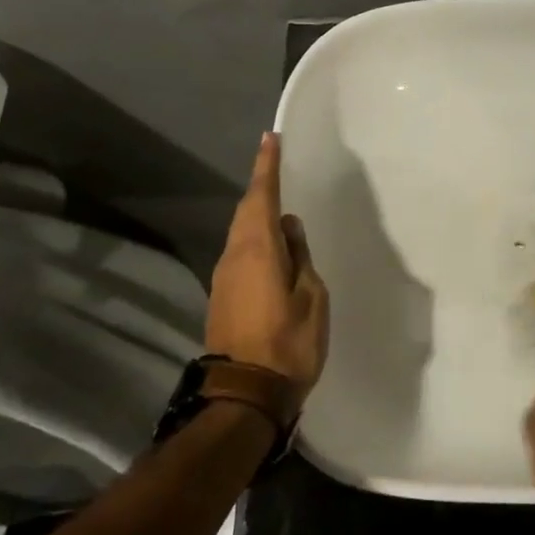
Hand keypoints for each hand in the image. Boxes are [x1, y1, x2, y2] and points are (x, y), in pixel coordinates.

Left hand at [206, 133, 328, 411]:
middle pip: (246, 212)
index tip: (270, 139)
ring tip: (280, 206)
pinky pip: (240, 253)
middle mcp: (233, 256)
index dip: (266, 167)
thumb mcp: (311, 297)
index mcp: (257, 250)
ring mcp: (224, 278)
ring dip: (257, 215)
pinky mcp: (223, 297)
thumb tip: (289, 229)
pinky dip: (255, 239)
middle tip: (277, 167)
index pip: (261, 196)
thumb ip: (300, 258)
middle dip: (261, 188)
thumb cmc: (288, 343)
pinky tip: (273, 246)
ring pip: (241, 233)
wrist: (244, 395)